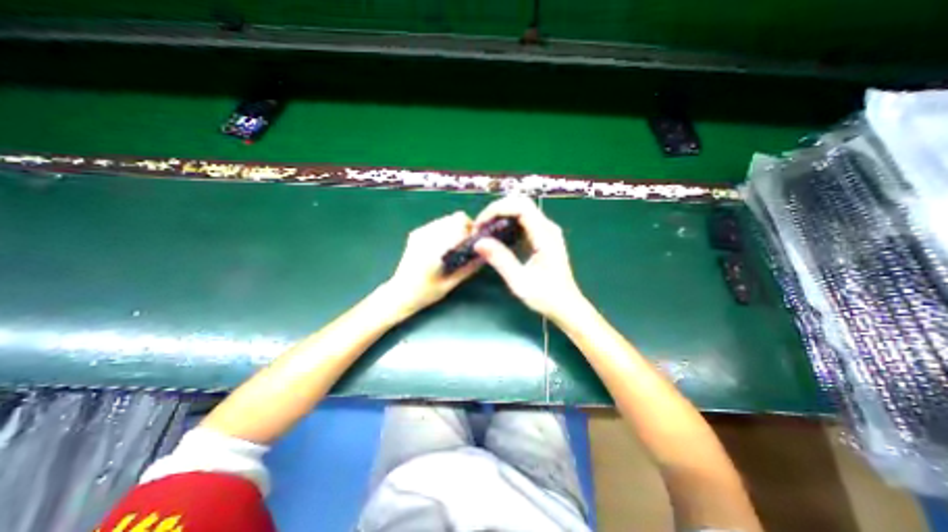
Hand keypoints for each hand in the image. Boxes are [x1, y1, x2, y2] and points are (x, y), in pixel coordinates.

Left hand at [383, 213, 481, 316]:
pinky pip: (438, 223)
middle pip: (456, 217)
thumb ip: (469, 267)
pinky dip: (446, 230)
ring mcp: (420, 232)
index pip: (461, 225)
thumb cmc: (426, 293)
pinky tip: (443, 247)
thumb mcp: (451, 284)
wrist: (400, 293)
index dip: (473, 232)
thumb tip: (486, 254)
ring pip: (448, 218)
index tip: (477, 244)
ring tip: (454, 247)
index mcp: (435, 249)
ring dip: (456, 228)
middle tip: (467, 246)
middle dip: (466, 229)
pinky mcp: (416, 233)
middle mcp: (427, 235)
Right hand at [475, 194, 586, 318]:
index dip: (497, 209)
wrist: (566, 306)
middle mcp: (548, 228)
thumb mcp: (520, 281)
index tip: (480, 223)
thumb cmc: (546, 296)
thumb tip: (479, 242)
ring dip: (501, 214)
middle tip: (480, 226)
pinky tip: (498, 235)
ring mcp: (547, 231)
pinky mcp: (543, 237)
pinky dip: (507, 222)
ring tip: (485, 229)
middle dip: (497, 209)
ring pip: (522, 209)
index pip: (521, 207)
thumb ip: (500, 260)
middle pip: (521, 203)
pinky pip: (524, 220)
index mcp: (545, 235)